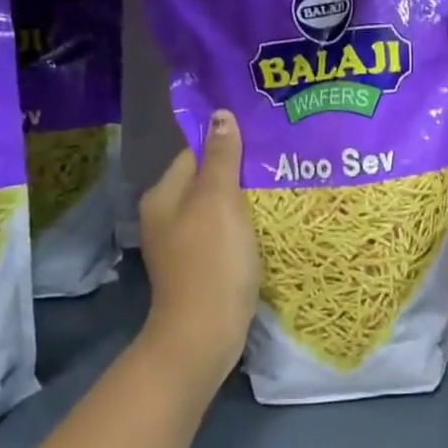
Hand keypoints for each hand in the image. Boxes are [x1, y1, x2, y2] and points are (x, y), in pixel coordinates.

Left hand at [137, 111, 260, 393]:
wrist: (205, 332)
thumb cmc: (212, 261)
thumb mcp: (219, 201)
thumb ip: (222, 158)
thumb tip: (221, 115)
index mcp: (164, 195)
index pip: (196, 152)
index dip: (229, 142)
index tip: (266, 138)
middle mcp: (167, 215)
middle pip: (208, 180)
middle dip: (242, 171)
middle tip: (282, 162)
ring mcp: (183, 243)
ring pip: (218, 208)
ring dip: (246, 200)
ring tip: (283, 189)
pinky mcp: (201, 266)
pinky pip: (225, 233)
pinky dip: (245, 227)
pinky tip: (270, 226)